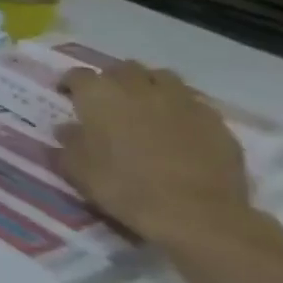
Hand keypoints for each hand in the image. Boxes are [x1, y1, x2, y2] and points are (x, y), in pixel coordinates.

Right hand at [56, 61, 251, 242]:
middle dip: (112, 79)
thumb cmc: (123, 186)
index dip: (70, 84)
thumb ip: (68, 142)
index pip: (78, 75)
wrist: (196, 213)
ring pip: (162, 78)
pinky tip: (177, 128)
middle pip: (124, 69)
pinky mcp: (216, 122)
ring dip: (149, 86)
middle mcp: (139, 89)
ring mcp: (182, 102)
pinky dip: (180, 108)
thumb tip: (68, 129)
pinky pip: (193, 103)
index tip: (67, 96)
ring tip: (145, 106)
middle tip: (107, 100)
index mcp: (100, 95)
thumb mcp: (76, 168)